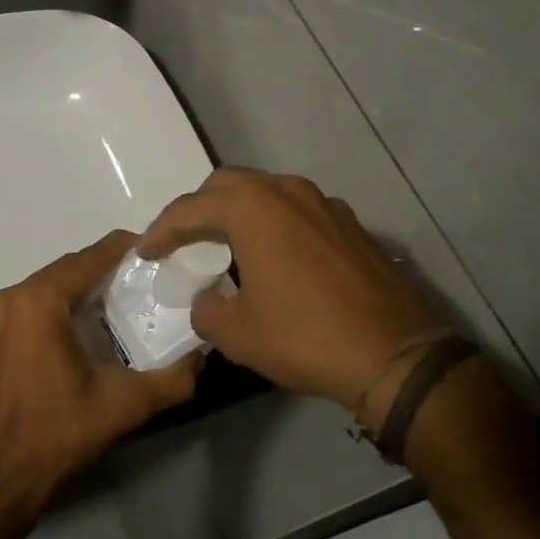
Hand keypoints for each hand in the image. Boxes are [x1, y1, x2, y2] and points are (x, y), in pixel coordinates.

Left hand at [0, 229, 201, 525]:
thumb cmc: (60, 435)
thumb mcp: (125, 405)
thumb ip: (172, 379)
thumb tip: (202, 357)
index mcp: (38, 302)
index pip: (87, 259)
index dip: (120, 249)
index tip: (148, 248)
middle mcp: (5, 300)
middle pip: (60, 273)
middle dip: (96, 273)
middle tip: (131, 283)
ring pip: (36, 293)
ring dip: (67, 295)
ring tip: (101, 309)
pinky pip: (15, 314)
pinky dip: (40, 316)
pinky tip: (60, 338)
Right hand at [138, 168, 439, 406]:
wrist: (395, 354)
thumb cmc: (306, 338)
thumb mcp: (238, 334)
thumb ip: (206, 308)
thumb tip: (207, 298)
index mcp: (252, 208)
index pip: (190, 209)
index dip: (161, 231)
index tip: (144, 251)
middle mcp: (286, 190)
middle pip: (227, 184)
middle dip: (198, 209)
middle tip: (182, 241)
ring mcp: (323, 202)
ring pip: (265, 191)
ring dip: (237, 211)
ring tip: (225, 244)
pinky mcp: (348, 222)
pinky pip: (296, 208)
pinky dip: (273, 221)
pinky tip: (274, 255)